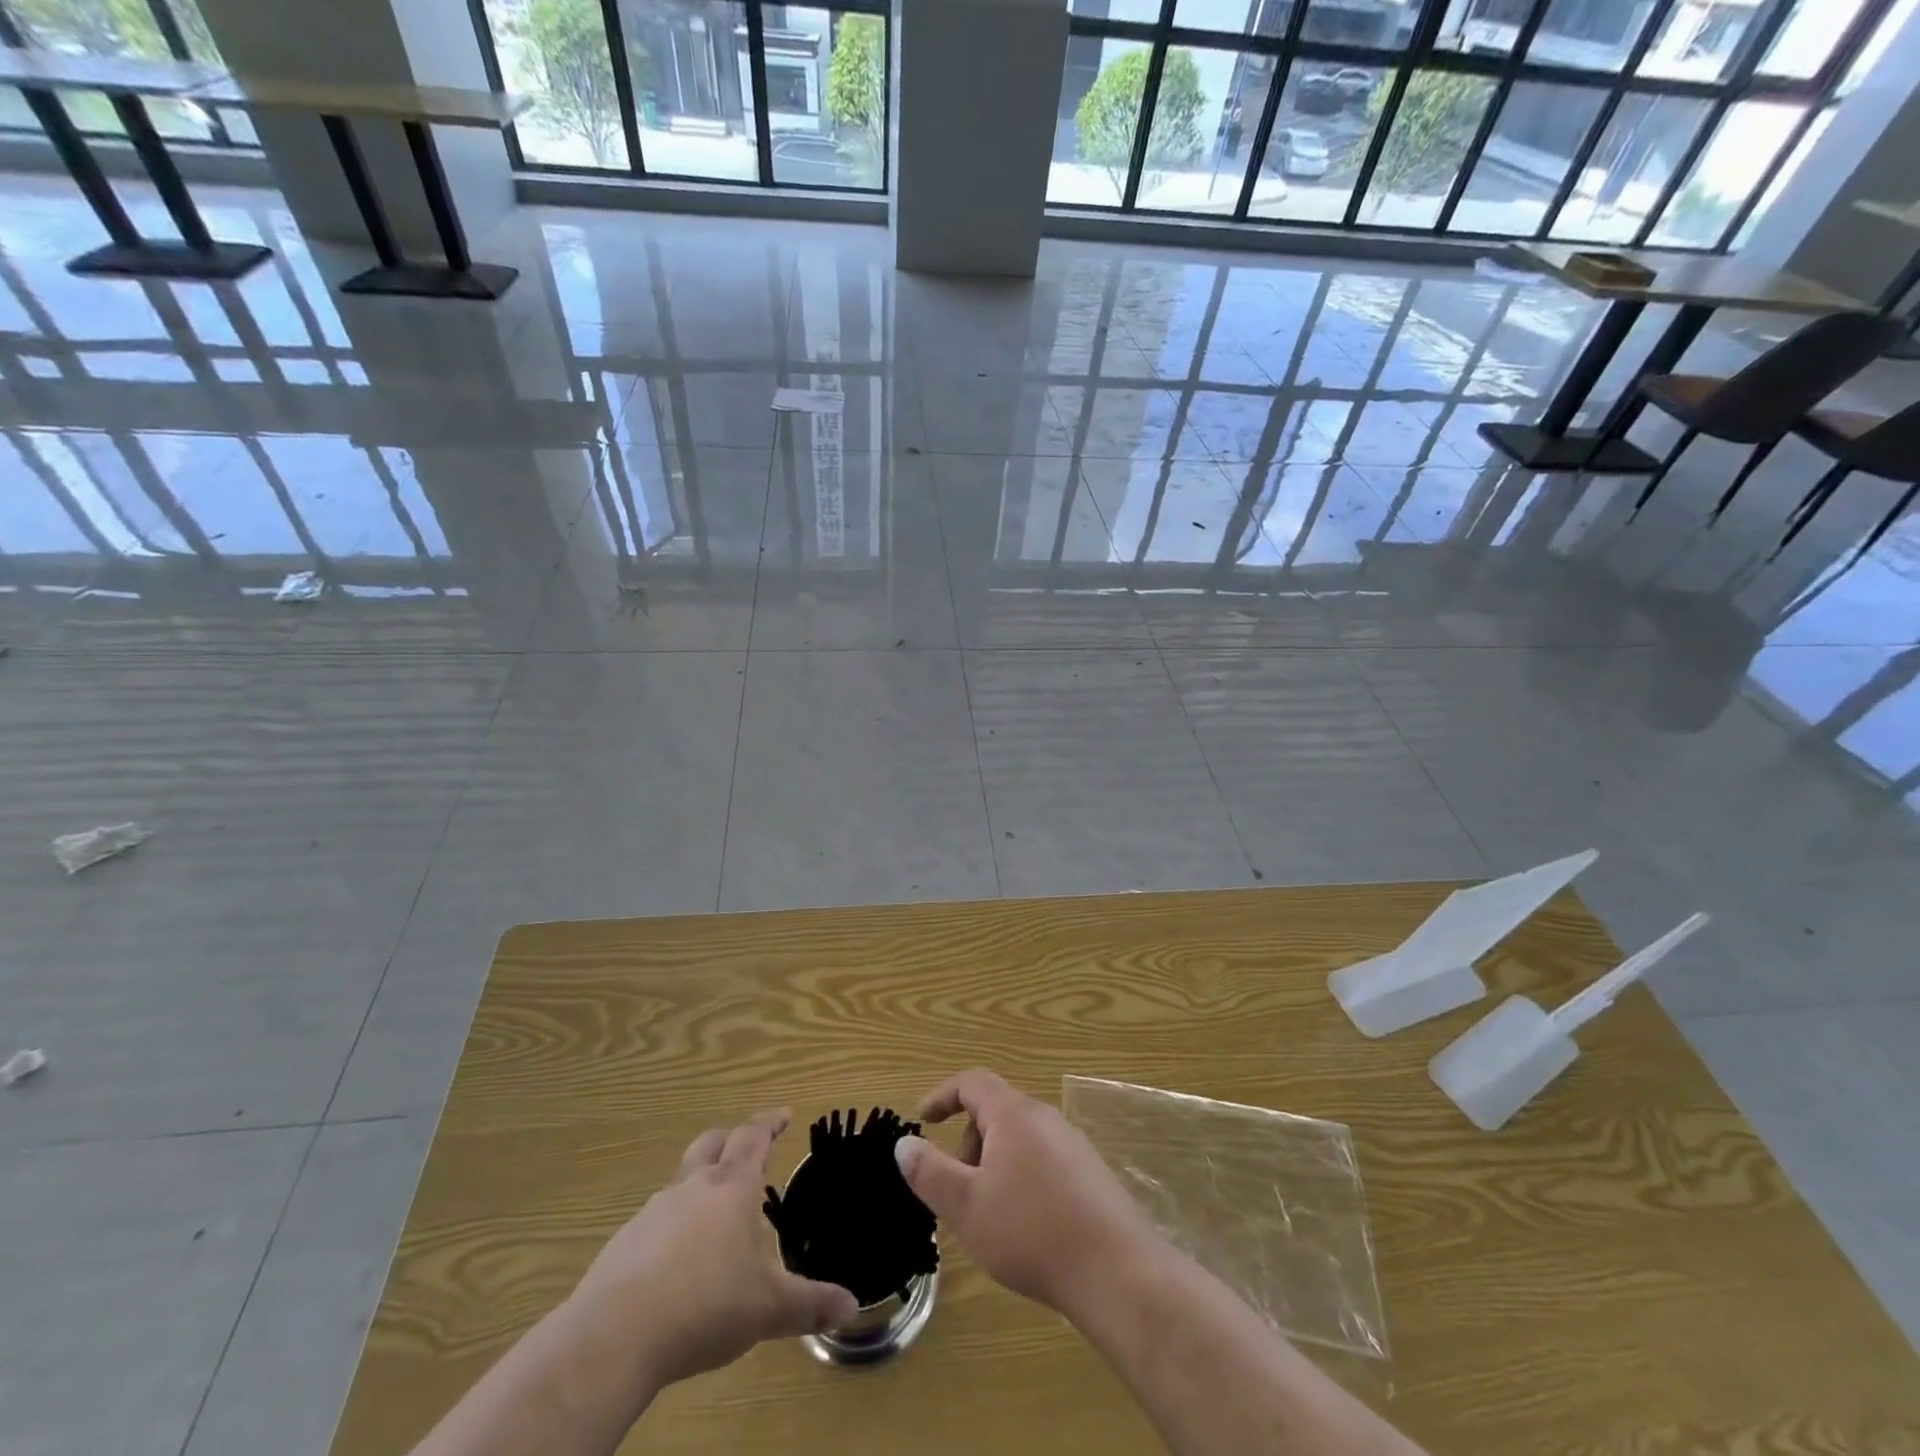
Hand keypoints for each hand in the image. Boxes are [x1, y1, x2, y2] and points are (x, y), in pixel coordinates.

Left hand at [567, 1110, 858, 1389]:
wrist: (614, 1337)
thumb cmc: (705, 1305)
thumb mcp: (767, 1309)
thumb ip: (809, 1304)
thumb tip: (852, 1306)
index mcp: (731, 1188)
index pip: (753, 1138)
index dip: (770, 1123)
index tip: (783, 1114)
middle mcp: (692, 1188)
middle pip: (711, 1144)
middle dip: (730, 1140)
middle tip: (745, 1147)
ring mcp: (653, 1213)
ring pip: (680, 1182)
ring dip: (699, 1185)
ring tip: (713, 1214)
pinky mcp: (623, 1244)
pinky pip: (654, 1222)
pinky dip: (671, 1227)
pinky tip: (675, 1262)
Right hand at [894, 1070, 1159, 1317]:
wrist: (1116, 1271)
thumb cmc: (1031, 1232)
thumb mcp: (966, 1206)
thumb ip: (930, 1172)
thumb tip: (904, 1144)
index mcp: (1014, 1114)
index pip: (972, 1082)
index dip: (943, 1095)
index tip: (923, 1120)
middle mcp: (1045, 1117)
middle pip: (995, 1112)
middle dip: (968, 1144)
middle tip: (958, 1192)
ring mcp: (1072, 1144)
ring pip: (1019, 1139)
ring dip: (993, 1165)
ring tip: (989, 1216)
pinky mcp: (1090, 1173)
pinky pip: (1042, 1160)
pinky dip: (1020, 1179)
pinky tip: (1026, 1227)